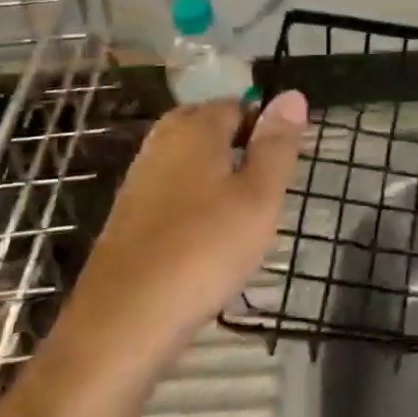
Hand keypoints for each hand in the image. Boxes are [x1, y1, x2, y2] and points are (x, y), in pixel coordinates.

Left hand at [45, 93, 307, 394]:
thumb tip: (292, 94)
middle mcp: (161, 143)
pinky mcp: (129, 217)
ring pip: (191, 161)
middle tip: (268, 188)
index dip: (267, 127)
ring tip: (244, 214)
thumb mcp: (260, 196)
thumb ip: (278, 144)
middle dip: (241, 147)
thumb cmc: (205, 250)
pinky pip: (173, 190)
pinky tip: (209, 236)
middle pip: (210, 128)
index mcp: (195, 128)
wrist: (124, 322)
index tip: (286, 165)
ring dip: (219, 176)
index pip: (239, 105)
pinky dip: (196, 202)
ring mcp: (140, 180)